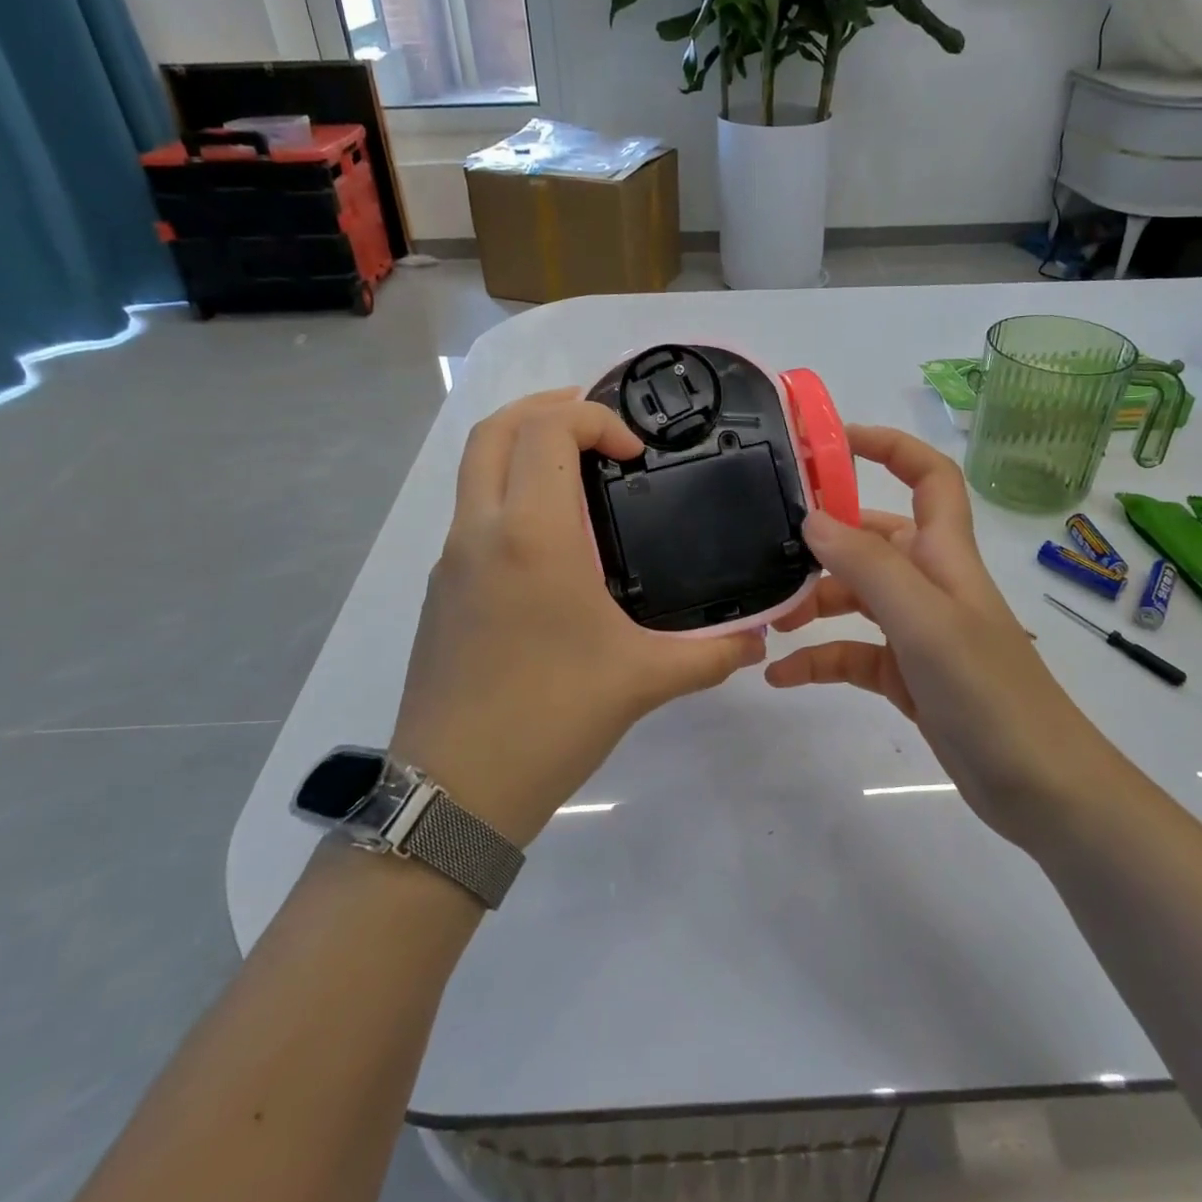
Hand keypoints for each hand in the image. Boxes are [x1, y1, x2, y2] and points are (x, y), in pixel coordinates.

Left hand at [391, 389, 765, 846]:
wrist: (455, 792)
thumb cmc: (551, 718)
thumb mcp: (643, 681)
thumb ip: (711, 654)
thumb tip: (760, 640)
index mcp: (532, 535)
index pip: (547, 430)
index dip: (594, 418)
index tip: (635, 454)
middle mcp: (481, 531)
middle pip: (494, 430)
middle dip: (546, 409)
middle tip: (599, 429)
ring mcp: (451, 560)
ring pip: (475, 469)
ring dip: (521, 448)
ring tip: (578, 471)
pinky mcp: (441, 590)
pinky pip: (472, 514)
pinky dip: (508, 493)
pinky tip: (553, 543)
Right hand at [766, 425, 1113, 839]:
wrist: (1040, 788)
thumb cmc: (988, 692)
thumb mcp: (924, 621)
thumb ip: (868, 565)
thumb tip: (811, 517)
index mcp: (945, 555)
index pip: (928, 476)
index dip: (889, 447)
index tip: (831, 442)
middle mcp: (931, 584)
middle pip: (874, 539)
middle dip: (825, 541)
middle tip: (771, 550)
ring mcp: (919, 631)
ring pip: (857, 597)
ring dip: (815, 601)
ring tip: (772, 619)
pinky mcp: (907, 675)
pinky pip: (853, 653)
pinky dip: (819, 659)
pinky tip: (783, 677)